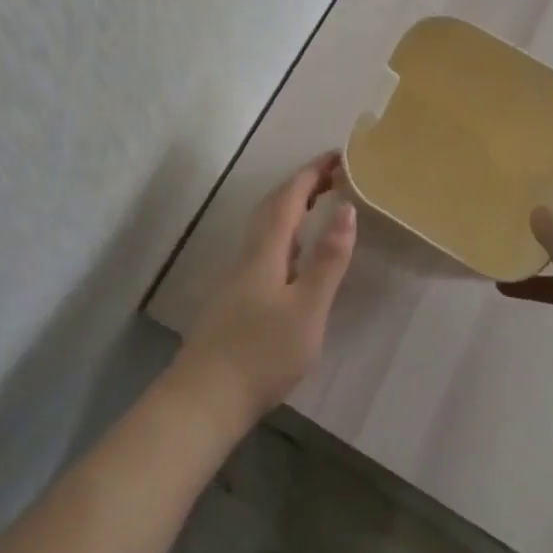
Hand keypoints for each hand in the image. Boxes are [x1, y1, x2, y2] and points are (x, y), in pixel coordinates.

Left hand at [171, 151, 356, 433]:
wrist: (206, 397)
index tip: (337, 155)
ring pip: (266, 226)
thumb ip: (328, 260)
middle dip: (302, 184)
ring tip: (319, 203)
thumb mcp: (307, 308)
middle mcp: (248, 252)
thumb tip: (347, 208)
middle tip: (333, 174)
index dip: (312, 172)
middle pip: (274, 205)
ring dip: (292, 207)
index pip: (290, 196)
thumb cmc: (262, 352)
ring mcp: (239, 274)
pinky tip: (295, 255)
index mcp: (265, 248)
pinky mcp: (236, 296)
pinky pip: (265, 246)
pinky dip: (286, 233)